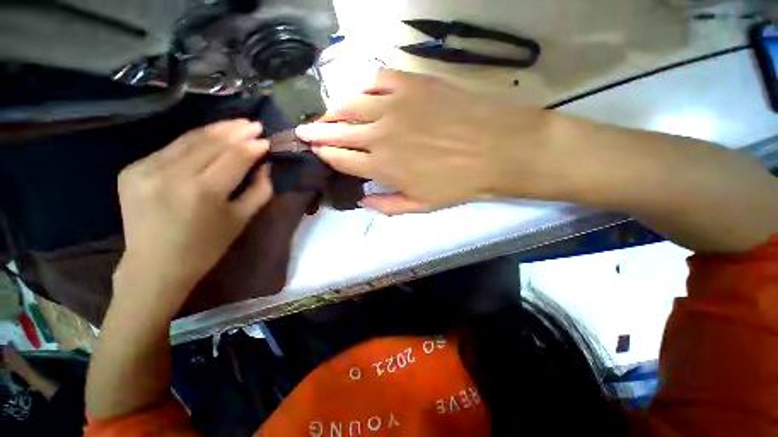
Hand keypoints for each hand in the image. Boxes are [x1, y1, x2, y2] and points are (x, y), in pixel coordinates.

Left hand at [114, 119, 271, 313]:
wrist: (154, 266)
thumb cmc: (205, 248)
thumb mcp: (241, 220)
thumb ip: (260, 190)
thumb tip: (266, 166)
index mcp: (202, 192)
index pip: (234, 157)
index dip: (252, 146)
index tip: (266, 139)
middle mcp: (171, 175)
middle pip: (210, 143)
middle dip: (236, 131)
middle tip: (254, 124)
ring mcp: (146, 169)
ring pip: (188, 140)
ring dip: (216, 130)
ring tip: (236, 124)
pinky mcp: (132, 170)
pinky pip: (170, 149)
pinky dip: (193, 142)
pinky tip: (209, 138)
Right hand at [296, 69, 550, 214]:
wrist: (497, 150)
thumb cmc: (458, 183)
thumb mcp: (421, 206)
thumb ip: (387, 205)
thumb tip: (362, 201)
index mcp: (382, 166)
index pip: (341, 158)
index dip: (325, 155)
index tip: (316, 151)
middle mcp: (380, 134)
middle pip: (338, 131)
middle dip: (316, 132)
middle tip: (303, 131)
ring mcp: (394, 105)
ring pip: (350, 104)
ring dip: (332, 111)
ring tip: (324, 115)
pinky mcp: (411, 83)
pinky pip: (376, 80)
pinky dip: (361, 87)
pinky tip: (358, 95)